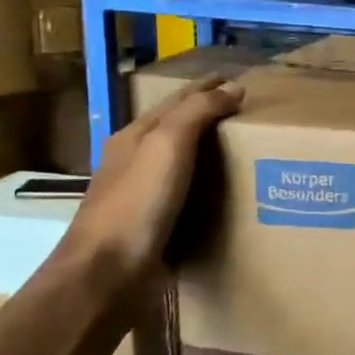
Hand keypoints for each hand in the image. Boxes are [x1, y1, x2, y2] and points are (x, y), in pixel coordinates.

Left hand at [57, 76, 242, 289]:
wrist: (107, 274)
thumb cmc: (137, 203)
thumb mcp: (167, 146)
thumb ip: (198, 113)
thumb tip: (233, 87)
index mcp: (133, 138)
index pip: (176, 101)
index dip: (206, 88)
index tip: (237, 80)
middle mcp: (134, 163)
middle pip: (176, 129)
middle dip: (208, 116)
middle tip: (248, 113)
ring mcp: (141, 197)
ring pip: (181, 163)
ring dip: (209, 152)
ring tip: (245, 149)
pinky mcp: (153, 227)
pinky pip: (187, 195)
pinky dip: (208, 186)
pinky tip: (225, 193)